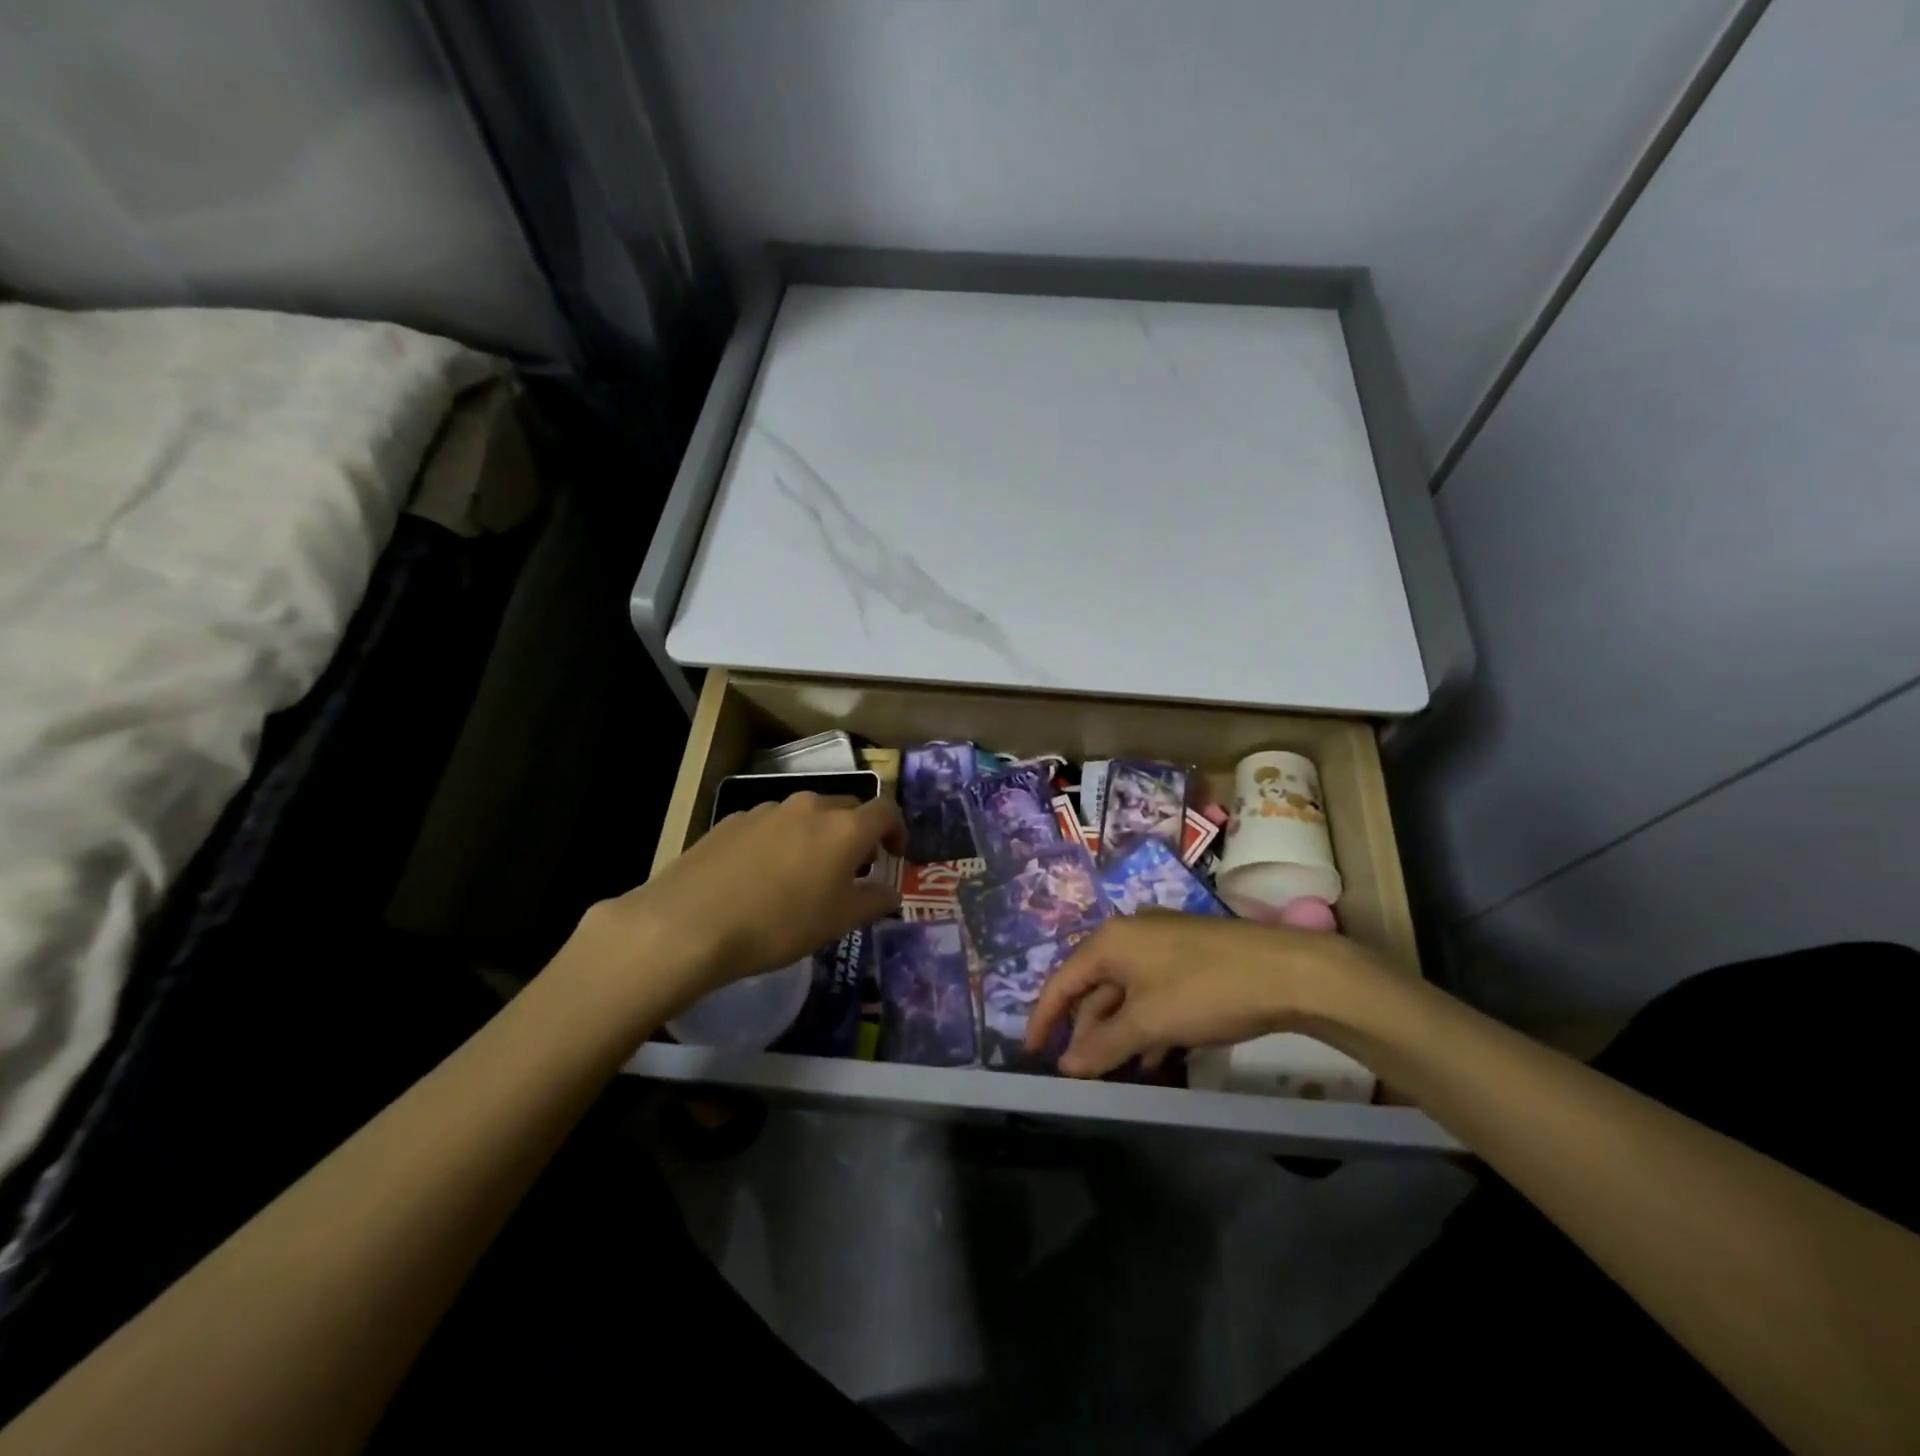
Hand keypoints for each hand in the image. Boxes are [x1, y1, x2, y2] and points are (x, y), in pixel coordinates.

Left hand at [579, 793, 905, 1012]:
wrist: (689, 923)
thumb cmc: (778, 925)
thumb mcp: (837, 922)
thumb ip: (872, 902)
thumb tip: (890, 892)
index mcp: (844, 828)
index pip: (885, 811)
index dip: (897, 830)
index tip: (894, 856)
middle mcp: (809, 807)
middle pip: (847, 808)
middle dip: (857, 834)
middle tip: (852, 869)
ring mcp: (767, 809)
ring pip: (806, 815)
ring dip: (817, 837)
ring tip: (804, 874)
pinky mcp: (732, 820)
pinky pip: (771, 824)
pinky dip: (781, 841)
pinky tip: (762, 876)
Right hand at [1026, 914, 1389, 1077]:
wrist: (1287, 972)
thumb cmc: (1204, 991)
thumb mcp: (1148, 1023)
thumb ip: (1103, 1045)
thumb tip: (1066, 1067)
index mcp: (1111, 941)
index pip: (1063, 981)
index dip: (1045, 1018)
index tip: (1032, 1053)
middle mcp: (1130, 935)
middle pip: (1094, 987)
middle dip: (1086, 1031)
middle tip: (1081, 1074)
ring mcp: (1163, 944)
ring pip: (1126, 993)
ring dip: (1118, 1033)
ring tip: (1119, 1073)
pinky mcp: (1190, 958)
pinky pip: (1153, 993)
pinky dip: (1147, 1025)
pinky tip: (1156, 1057)